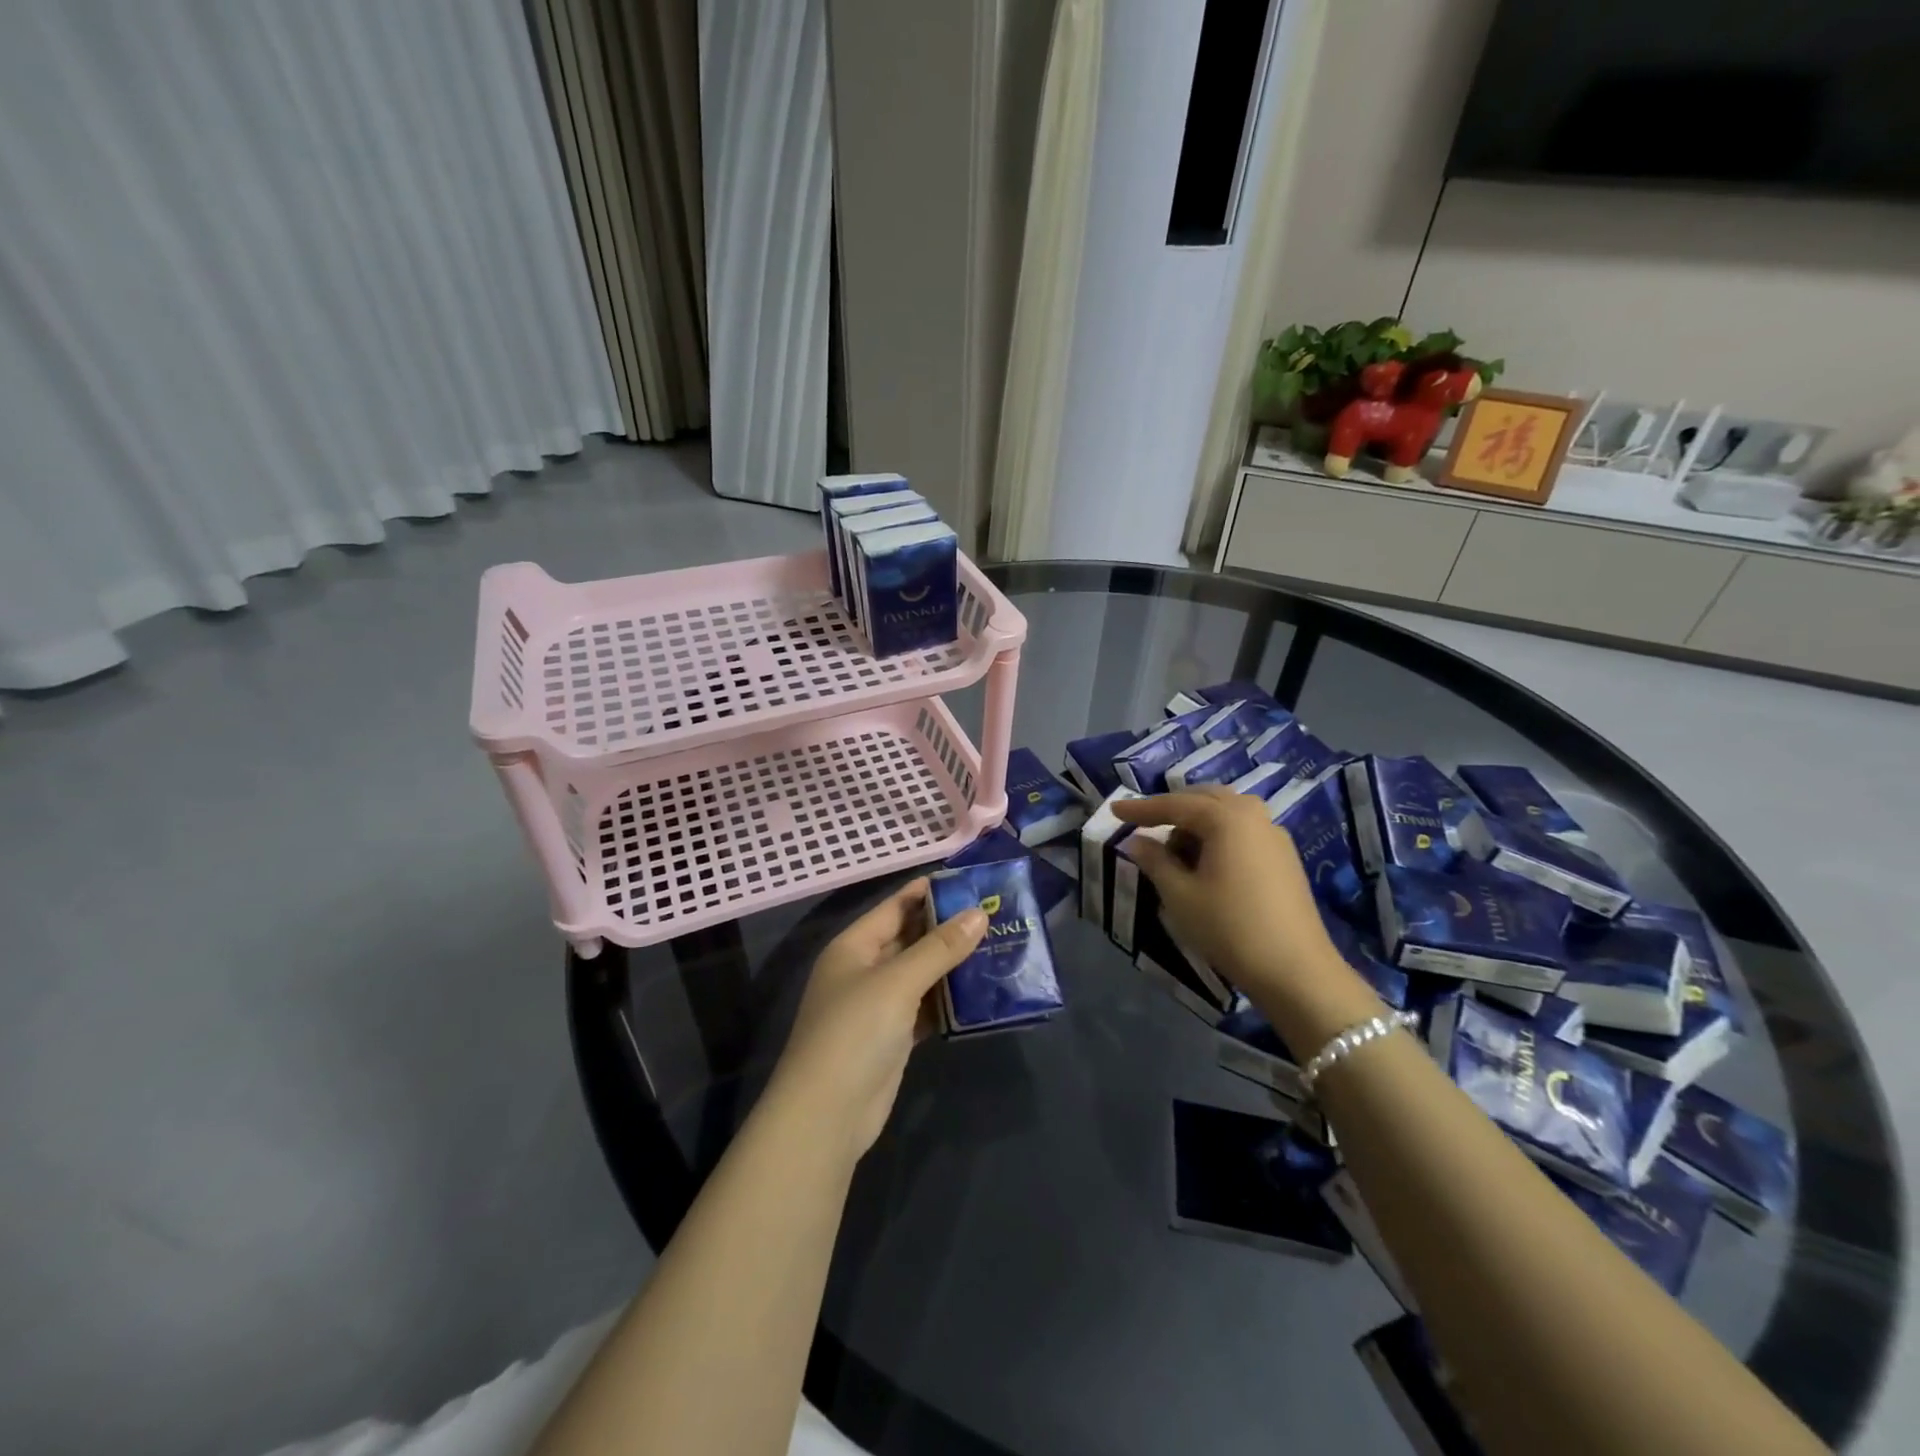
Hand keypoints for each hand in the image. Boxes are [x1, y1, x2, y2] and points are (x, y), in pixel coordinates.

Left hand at [763, 879, 986, 1167]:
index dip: (929, 892)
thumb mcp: (898, 982)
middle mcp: (864, 970)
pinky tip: (982, 993)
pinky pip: (925, 1007)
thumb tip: (979, 914)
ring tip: (998, 946)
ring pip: (921, 974)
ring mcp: (877, 1006)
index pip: (895, 907)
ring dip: (953, 964)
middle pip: (910, 938)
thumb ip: (939, 948)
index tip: (971, 882)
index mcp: (854, 946)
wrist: (827, 1115)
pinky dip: (949, 1000)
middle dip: (948, 928)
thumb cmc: (855, 1032)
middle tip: (995, 914)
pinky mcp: (892, 1037)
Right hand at [1113, 786, 1377, 1044]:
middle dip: (1173, 809)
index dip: (1141, 809)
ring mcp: (1274, 836)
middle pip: (1205, 799)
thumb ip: (1155, 861)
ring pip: (1227, 814)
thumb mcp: (1180, 895)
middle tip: (1144, 825)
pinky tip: (1206, 863)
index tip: (1114, 809)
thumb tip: (1137, 842)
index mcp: (1227, 818)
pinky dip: (1218, 836)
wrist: (1296, 971)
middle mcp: (1253, 816)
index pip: (1175, 805)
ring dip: (1197, 823)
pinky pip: (1243, 831)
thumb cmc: (1230, 928)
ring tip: (1175, 850)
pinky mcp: (1285, 858)